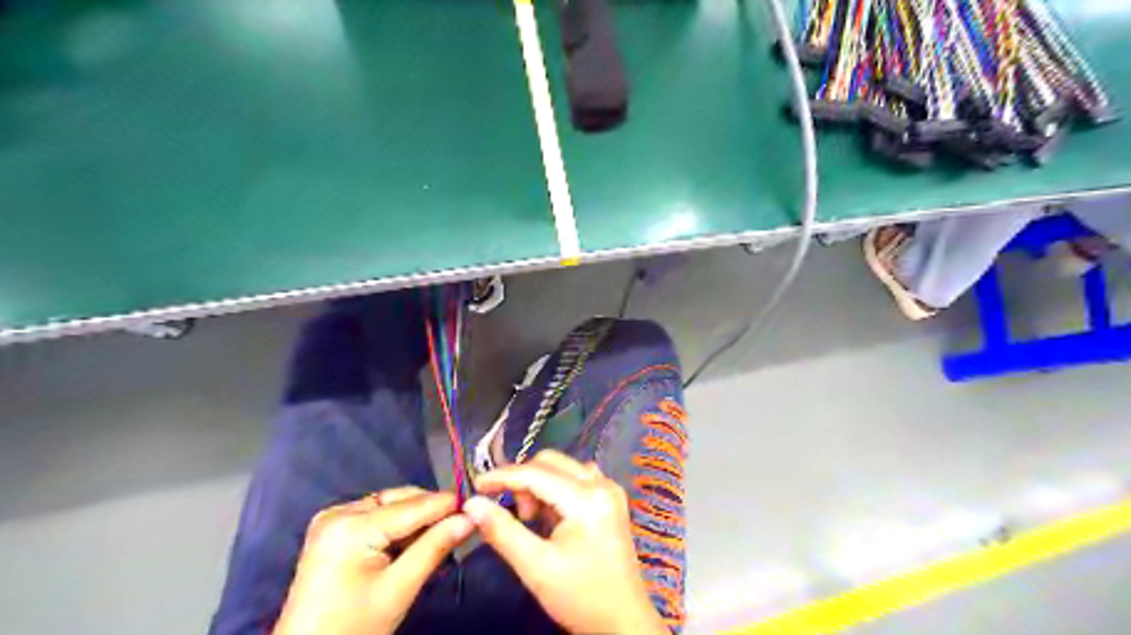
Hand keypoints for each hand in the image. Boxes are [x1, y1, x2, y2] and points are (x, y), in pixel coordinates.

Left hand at [276, 487, 476, 633]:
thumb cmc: (352, 628)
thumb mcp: (399, 589)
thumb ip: (435, 547)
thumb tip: (471, 518)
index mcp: (351, 525)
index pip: (413, 506)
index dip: (449, 504)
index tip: (480, 505)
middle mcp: (340, 511)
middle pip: (401, 501)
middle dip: (432, 512)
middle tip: (463, 524)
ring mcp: (333, 519)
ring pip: (391, 506)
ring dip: (417, 519)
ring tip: (442, 536)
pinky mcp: (333, 529)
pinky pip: (377, 517)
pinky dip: (398, 527)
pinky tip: (415, 542)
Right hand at [465, 451, 663, 634]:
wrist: (624, 622)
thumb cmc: (581, 597)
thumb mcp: (536, 567)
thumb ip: (502, 531)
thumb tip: (472, 504)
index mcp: (587, 498)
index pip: (536, 473)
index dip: (502, 476)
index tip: (475, 486)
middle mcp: (602, 484)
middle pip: (551, 463)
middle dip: (524, 481)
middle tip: (514, 514)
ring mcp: (609, 489)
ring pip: (562, 468)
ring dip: (539, 484)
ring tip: (531, 519)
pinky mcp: (610, 499)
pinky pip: (575, 479)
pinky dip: (555, 489)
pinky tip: (550, 517)